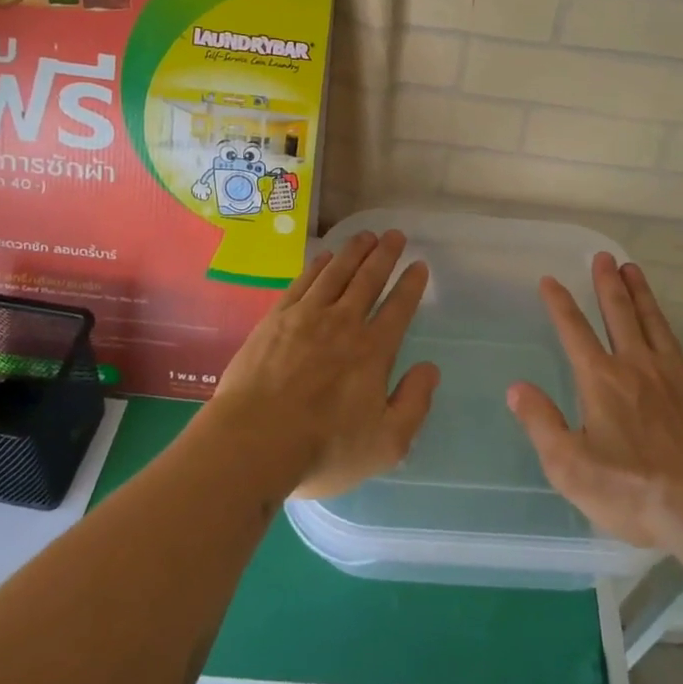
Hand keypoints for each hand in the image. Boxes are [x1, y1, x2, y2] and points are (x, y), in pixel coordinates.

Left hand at [209, 229, 437, 499]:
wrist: (253, 442)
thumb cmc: (323, 449)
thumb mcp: (386, 443)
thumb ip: (414, 403)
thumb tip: (430, 368)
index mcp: (373, 351)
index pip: (398, 308)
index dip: (411, 284)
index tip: (419, 265)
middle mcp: (343, 323)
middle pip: (368, 279)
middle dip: (385, 254)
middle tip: (395, 235)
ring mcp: (306, 317)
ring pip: (336, 272)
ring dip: (354, 251)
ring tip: (366, 235)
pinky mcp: (275, 319)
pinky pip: (303, 282)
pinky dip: (318, 266)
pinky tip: (325, 257)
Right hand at [508, 253, 682, 549]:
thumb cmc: (633, 490)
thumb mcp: (571, 467)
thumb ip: (542, 424)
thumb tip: (516, 388)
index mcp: (600, 380)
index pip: (574, 331)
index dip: (560, 304)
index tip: (550, 280)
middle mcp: (634, 365)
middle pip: (618, 313)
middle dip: (607, 283)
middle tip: (603, 256)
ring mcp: (670, 374)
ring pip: (650, 320)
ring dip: (638, 292)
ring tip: (632, 268)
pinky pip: (674, 342)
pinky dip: (663, 322)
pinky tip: (662, 323)